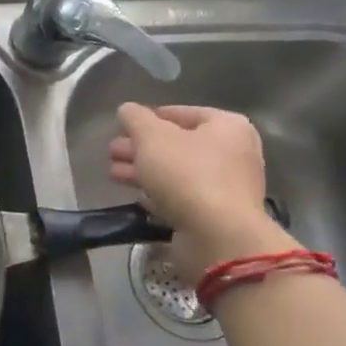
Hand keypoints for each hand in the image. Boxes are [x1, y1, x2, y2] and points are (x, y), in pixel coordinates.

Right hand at [108, 103, 286, 280]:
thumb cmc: (187, 174)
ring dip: (144, 171)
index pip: (182, 113)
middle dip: (141, 147)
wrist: (217, 235)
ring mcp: (227, 187)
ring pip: (177, 172)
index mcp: (227, 126)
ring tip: (113, 174)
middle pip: (177, 144)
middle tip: (112, 151)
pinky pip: (183, 197)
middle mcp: (234, 153)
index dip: (149, 118)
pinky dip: (159, 194)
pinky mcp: (216, 215)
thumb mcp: (152, 137)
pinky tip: (137, 196)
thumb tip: (127, 110)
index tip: (122, 127)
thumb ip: (135, 118)